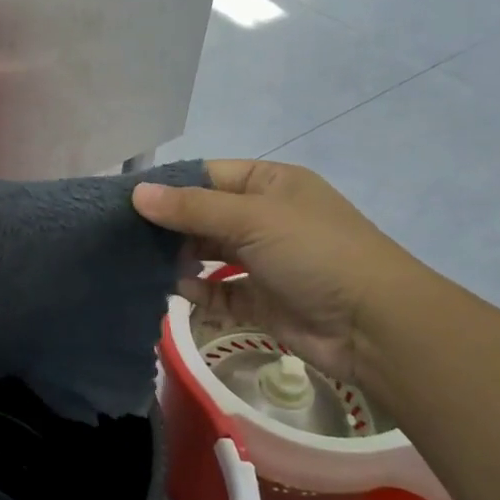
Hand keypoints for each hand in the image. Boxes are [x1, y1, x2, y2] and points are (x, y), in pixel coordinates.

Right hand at [133, 159, 424, 391]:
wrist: (375, 325)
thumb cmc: (314, 252)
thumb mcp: (252, 218)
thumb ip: (191, 207)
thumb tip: (136, 193)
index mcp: (270, 183)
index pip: (208, 174)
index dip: (170, 184)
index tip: (127, 199)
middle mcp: (266, 217)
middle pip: (205, 214)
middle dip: (170, 225)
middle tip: (124, 235)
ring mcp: (265, 260)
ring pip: (210, 253)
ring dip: (181, 258)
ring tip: (142, 263)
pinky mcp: (263, 300)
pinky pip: (220, 291)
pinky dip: (199, 291)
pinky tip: (178, 291)